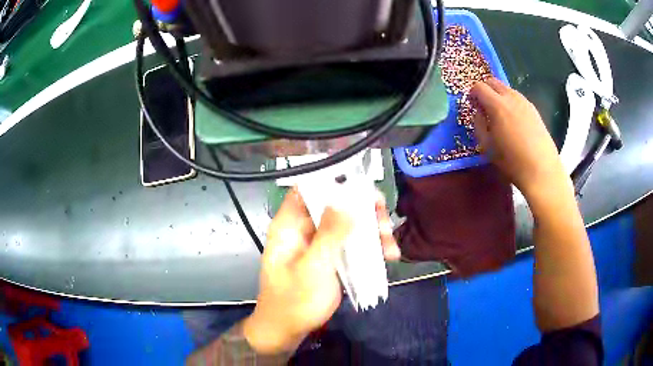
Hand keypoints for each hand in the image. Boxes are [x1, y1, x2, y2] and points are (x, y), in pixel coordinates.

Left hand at [243, 188, 399, 354]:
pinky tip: (389, 256)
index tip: (362, 186)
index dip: (333, 180)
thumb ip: (330, 233)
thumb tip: (346, 199)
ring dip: (372, 231)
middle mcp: (304, 229)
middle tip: (384, 220)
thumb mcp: (313, 267)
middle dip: (363, 210)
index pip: (308, 188)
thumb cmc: (294, 300)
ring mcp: (320, 244)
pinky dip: (370, 247)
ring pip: (348, 224)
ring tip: (390, 245)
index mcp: (290, 225)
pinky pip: (352, 244)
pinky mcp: (331, 258)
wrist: (288, 330)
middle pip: (335, 205)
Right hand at [470, 78, 568, 195]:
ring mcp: (524, 102)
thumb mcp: (487, 146)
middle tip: (483, 106)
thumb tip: (478, 112)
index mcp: (497, 105)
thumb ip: (478, 124)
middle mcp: (511, 97)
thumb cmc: (511, 161)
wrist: (541, 169)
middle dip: (485, 90)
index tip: (472, 104)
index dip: (472, 93)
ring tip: (500, 114)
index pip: (479, 87)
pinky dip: (511, 102)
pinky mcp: (534, 109)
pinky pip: (517, 98)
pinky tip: (513, 120)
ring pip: (506, 89)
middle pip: (493, 82)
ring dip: (499, 95)